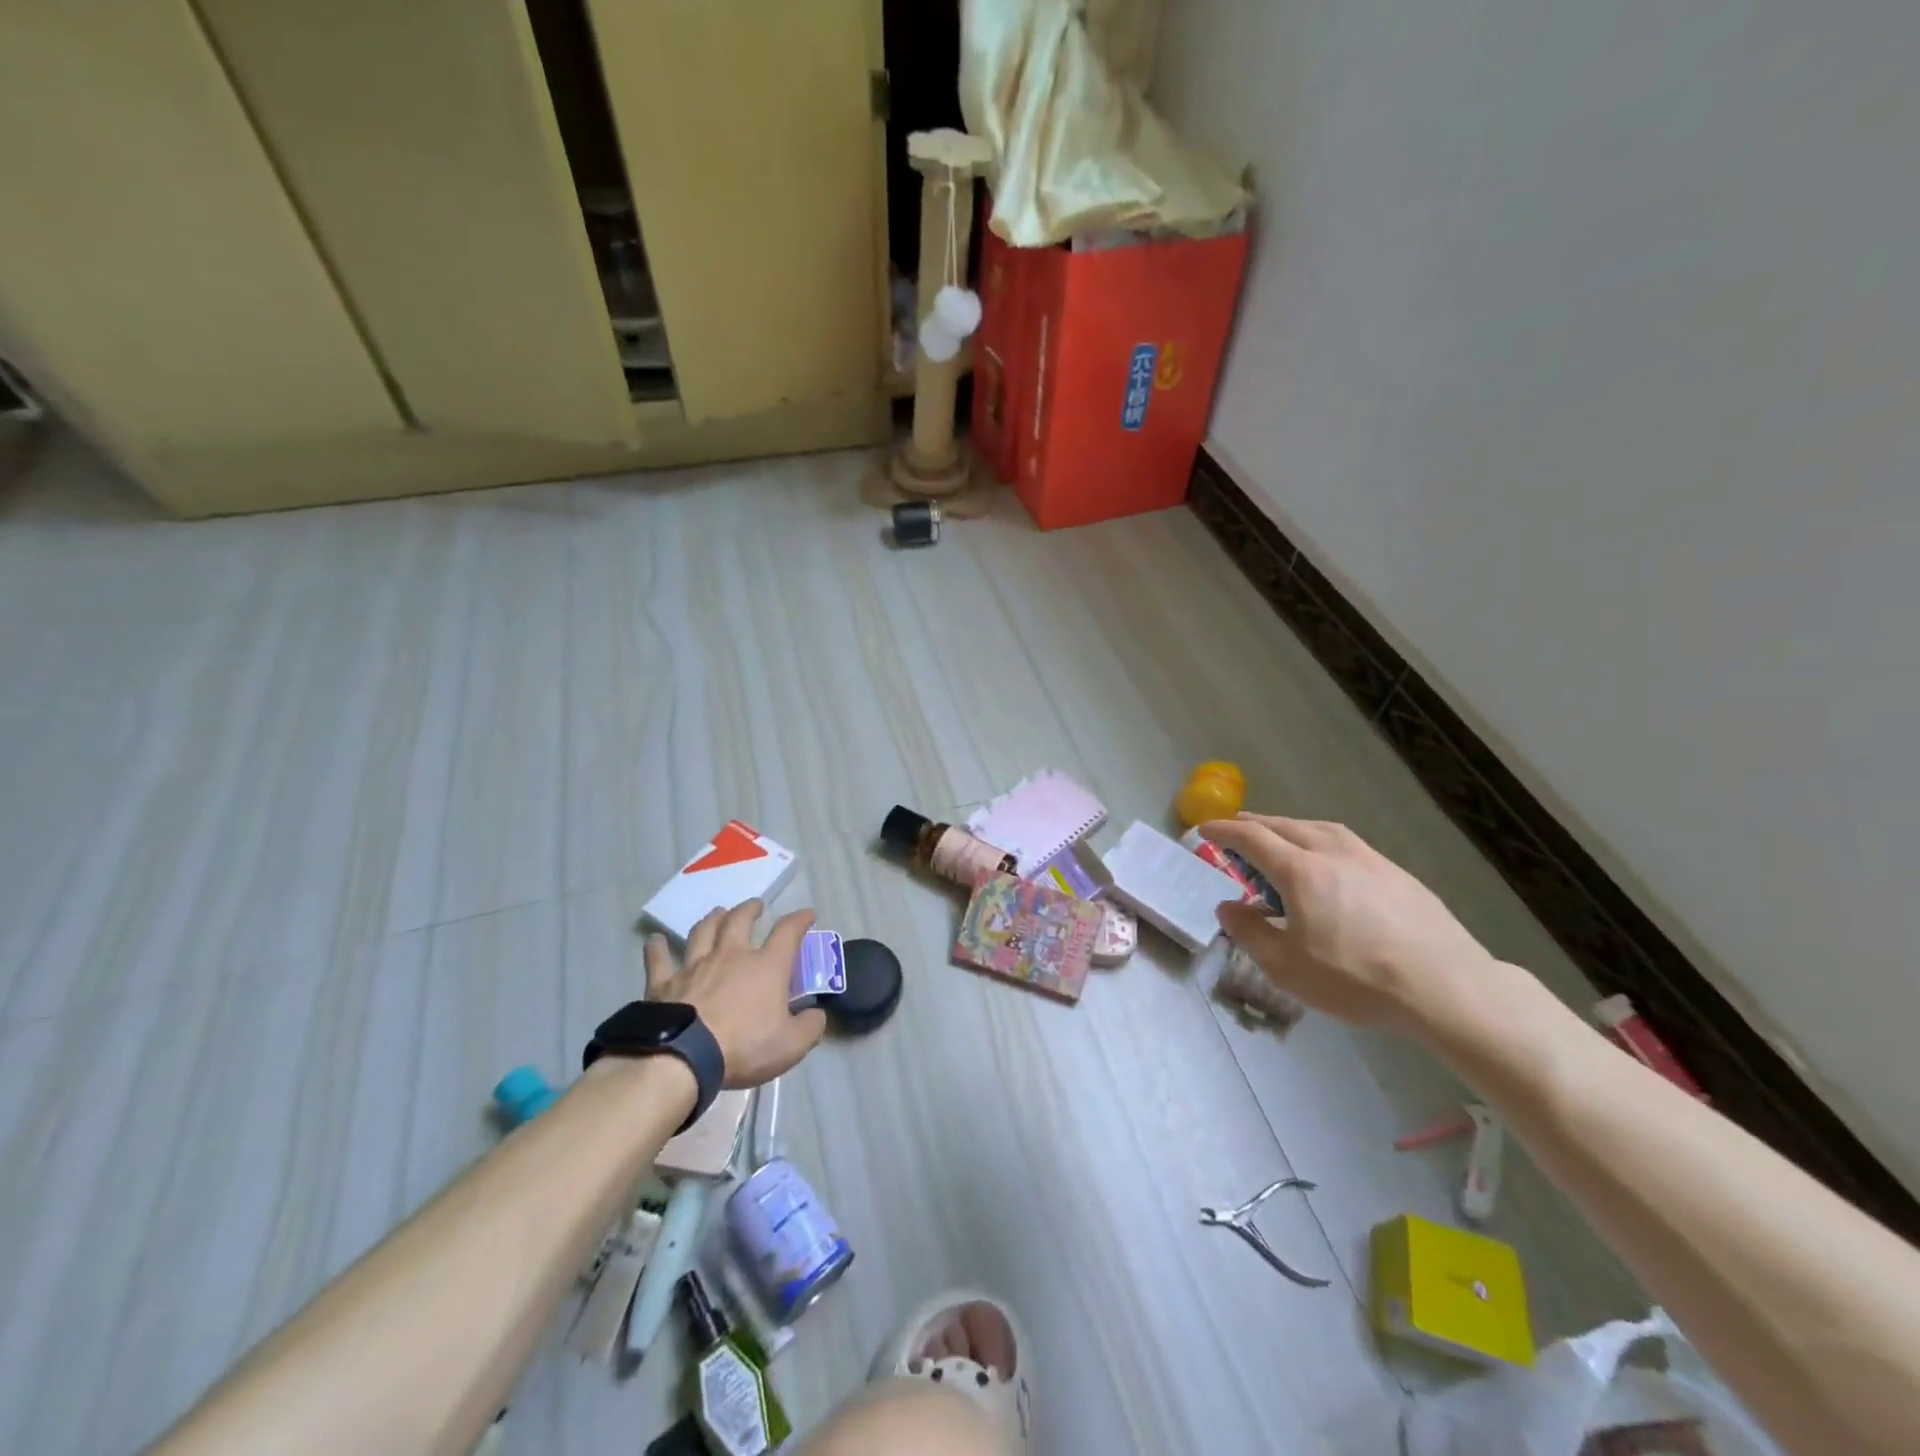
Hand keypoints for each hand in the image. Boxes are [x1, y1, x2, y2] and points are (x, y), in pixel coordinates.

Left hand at [644, 901, 825, 1087]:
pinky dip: (657, 947)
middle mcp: (731, 955)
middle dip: (750, 909)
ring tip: (718, 913)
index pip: (788, 932)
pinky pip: (659, 958)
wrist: (683, 1057)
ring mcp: (694, 965)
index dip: (800, 919)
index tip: (807, 914)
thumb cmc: (743, 1047)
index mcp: (766, 966)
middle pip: (740, 920)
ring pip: (704, 931)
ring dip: (712, 919)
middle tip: (756, 905)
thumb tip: (817, 1015)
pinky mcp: (664, 982)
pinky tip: (655, 940)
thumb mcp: (791, 1045)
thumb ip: (809, 1027)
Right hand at [1202, 814, 1492, 1029]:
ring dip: (1291, 827)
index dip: (1224, 831)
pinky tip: (1328, 860)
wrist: (1445, 987)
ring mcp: (1369, 860)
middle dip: (1255, 824)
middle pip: (1285, 826)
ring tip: (1281, 835)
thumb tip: (1228, 907)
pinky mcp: (1397, 874)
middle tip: (1237, 828)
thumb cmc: (1356, 978)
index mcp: (1300, 871)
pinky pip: (1347, 843)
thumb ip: (1250, 932)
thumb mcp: (1286, 966)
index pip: (1251, 838)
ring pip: (1320, 829)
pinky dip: (1322, 840)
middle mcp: (1332, 853)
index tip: (1205, 829)